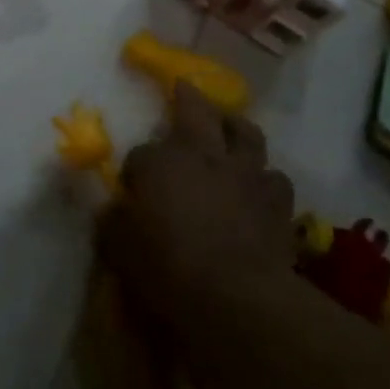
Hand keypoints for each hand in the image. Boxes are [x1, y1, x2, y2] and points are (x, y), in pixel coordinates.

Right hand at [96, 83, 296, 370]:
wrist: (240, 300)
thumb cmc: (169, 269)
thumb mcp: (120, 249)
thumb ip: (112, 222)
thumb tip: (110, 211)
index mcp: (160, 161)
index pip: (141, 154)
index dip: (136, 171)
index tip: (133, 192)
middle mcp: (203, 154)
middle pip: (197, 110)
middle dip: (188, 98)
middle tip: (184, 89)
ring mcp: (246, 174)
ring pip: (246, 133)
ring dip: (235, 128)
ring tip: (230, 132)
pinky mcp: (278, 203)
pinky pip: (274, 177)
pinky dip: (264, 179)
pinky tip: (258, 188)